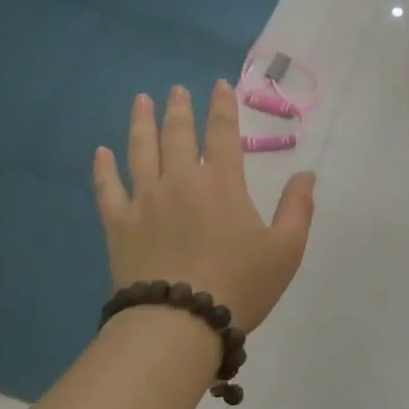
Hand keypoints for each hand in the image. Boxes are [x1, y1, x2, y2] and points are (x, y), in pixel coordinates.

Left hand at [93, 83, 315, 331]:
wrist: (179, 323)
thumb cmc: (240, 284)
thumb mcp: (286, 249)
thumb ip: (298, 208)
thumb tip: (307, 173)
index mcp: (221, 183)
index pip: (222, 133)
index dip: (222, 106)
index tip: (218, 85)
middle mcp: (180, 181)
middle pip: (177, 135)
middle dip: (179, 108)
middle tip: (176, 90)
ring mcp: (145, 201)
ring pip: (140, 152)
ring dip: (141, 123)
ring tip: (141, 101)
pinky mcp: (119, 225)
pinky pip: (108, 189)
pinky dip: (104, 169)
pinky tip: (101, 153)